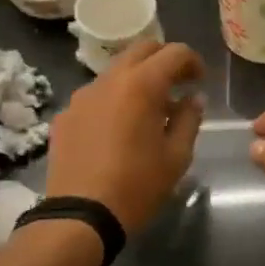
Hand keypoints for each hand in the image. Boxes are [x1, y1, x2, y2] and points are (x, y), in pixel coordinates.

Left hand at [46, 41, 205, 232]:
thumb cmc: (137, 186)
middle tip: (177, 84)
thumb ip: (189, 119)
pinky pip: (95, 96)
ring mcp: (82, 96)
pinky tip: (117, 129)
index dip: (192, 61)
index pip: (174, 52)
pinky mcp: (65, 115)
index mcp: (142, 85)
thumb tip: (193, 98)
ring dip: (136, 79)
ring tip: (148, 110)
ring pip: (115, 71)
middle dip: (163, 60)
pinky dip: (113, 100)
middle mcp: (109, 80)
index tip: (199, 81)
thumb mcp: (176, 156)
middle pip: (141, 50)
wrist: (80, 215)